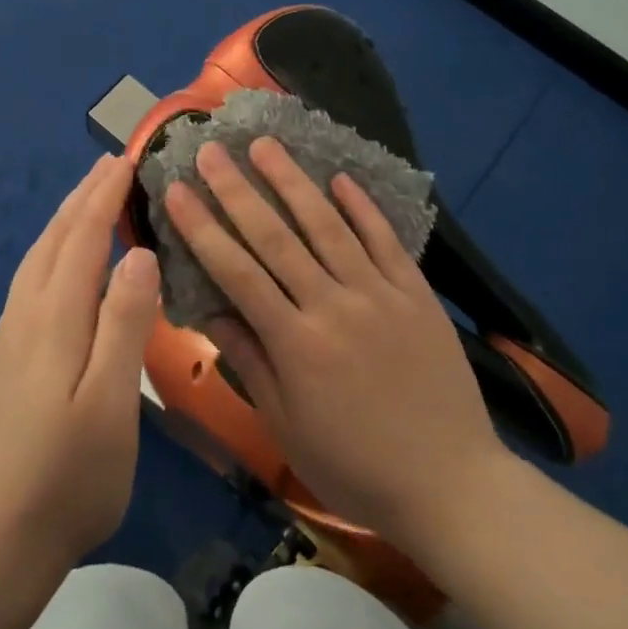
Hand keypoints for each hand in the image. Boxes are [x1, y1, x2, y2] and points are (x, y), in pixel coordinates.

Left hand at [0, 154, 161, 573]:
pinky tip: (58, 265)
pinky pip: (29, 282)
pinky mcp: (4, 360)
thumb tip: (138, 254)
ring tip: (86, 199)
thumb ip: (124, 324)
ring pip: (36, 259)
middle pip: (54, 240)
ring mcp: (9, 338)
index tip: (127, 159)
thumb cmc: (68, 477)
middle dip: (82, 197)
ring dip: (63, 220)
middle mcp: (26, 316)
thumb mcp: (111, 402)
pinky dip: (50, 251)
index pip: (82, 239)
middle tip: (109, 164)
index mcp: (55, 319)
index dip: (104, 197)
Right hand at [164, 137, 509, 550]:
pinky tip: (339, 177)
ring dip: (293, 181)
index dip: (203, 227)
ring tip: (265, 145)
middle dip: (237, 189)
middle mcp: (333, 306)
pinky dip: (361, 206)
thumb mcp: (287, 426)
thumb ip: (250, 362)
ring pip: (327, 225)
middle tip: (211, 149)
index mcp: (296, 343)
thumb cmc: (355, 464)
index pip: (237, 272)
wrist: (451, 484)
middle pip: (276, 236)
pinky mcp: (416, 292)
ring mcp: (379, 294)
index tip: (177, 190)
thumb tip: (210, 311)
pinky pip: (384, 240)